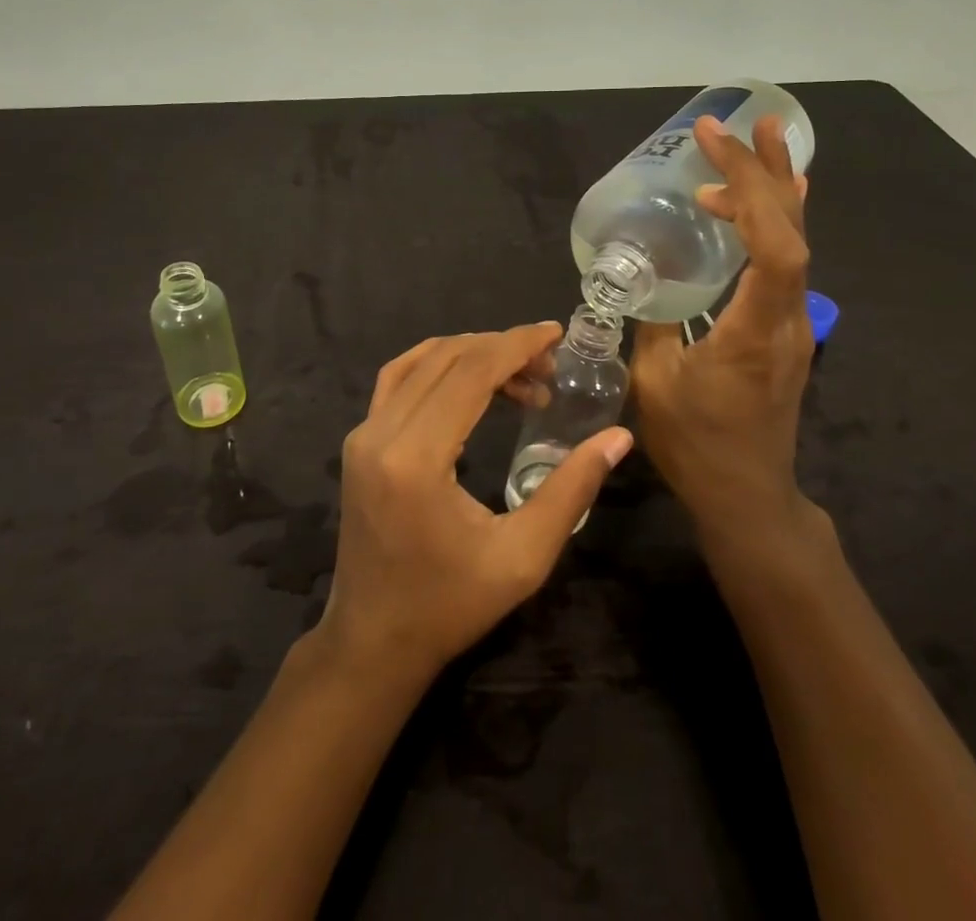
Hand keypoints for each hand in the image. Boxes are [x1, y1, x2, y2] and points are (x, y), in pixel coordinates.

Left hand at [318, 324, 633, 685]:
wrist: (373, 641)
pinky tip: (469, 381)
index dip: (516, 345)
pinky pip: (397, 380)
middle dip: (501, 349)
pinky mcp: (358, 441)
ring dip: (470, 354)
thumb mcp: (523, 557)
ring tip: (519, 376)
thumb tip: (617, 437)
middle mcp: (380, 433)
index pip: (470, 373)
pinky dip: (436, 365)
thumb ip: (571, 491)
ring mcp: (362, 434)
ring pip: (419, 362)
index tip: (554, 334)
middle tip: (548, 366)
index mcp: (417, 458)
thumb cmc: (450, 606)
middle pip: (446, 359)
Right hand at [631, 114, 817, 552]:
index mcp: (756, 330)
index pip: (774, 247)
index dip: (751, 190)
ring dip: (777, 190)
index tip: (713, 149)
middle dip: (767, 171)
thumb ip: (651, 321)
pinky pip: (790, 262)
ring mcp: (794, 324)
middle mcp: (788, 319)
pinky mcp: (787, 330)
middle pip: (792, 232)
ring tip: (760, 142)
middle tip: (746, 123)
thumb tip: (639, 274)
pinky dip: (779, 221)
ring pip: (798, 243)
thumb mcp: (655, 383)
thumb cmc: (697, 444)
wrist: (747, 495)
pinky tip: (775, 200)